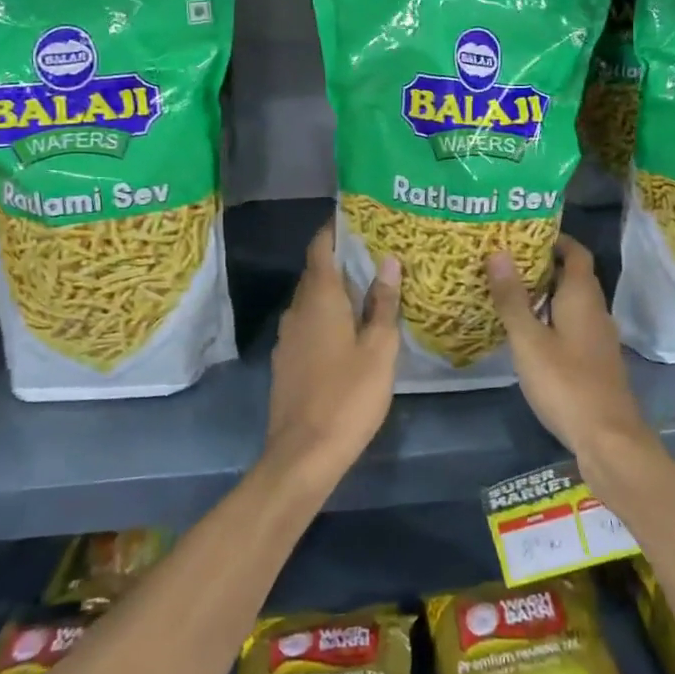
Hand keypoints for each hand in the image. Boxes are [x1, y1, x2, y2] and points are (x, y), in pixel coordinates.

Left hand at [267, 221, 401, 484]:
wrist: (303, 455)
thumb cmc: (348, 396)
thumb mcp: (379, 349)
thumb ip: (383, 304)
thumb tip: (388, 261)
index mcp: (320, 299)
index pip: (320, 248)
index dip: (335, 229)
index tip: (357, 218)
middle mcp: (297, 310)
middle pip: (316, 273)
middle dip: (341, 259)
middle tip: (376, 252)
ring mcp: (287, 337)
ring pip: (311, 300)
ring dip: (335, 290)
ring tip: (369, 288)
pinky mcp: (286, 361)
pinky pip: (307, 324)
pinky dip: (326, 316)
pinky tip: (348, 329)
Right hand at [488, 237, 659, 475]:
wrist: (609, 439)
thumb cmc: (566, 383)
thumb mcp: (529, 340)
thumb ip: (513, 298)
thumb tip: (498, 252)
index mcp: (583, 297)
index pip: (575, 252)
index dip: (555, 239)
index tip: (523, 233)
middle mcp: (595, 310)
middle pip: (573, 276)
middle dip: (543, 265)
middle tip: (505, 260)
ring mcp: (598, 338)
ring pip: (571, 302)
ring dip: (545, 293)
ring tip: (509, 291)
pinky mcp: (594, 360)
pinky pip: (572, 325)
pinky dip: (551, 318)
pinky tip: (527, 332)